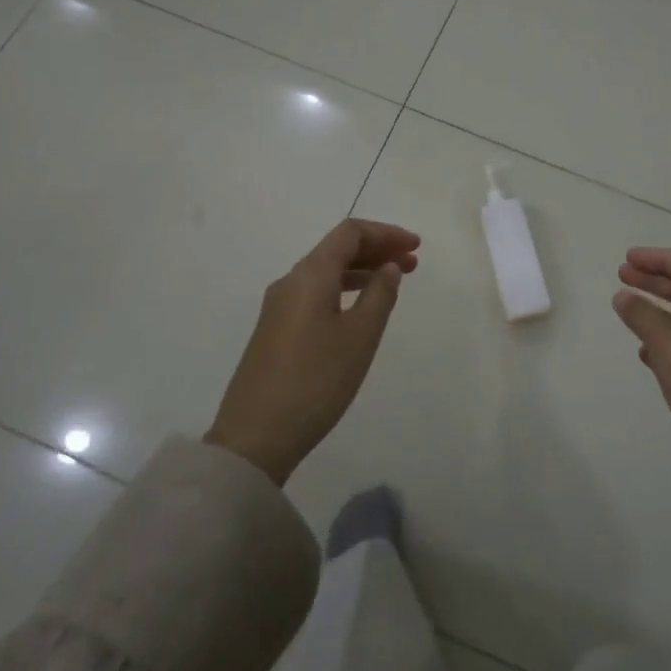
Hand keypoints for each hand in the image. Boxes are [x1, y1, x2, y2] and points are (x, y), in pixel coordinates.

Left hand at [206, 219, 420, 484]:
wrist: (255, 437)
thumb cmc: (316, 381)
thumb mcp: (360, 337)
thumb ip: (380, 295)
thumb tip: (389, 266)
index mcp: (310, 275)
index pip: (350, 233)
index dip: (386, 233)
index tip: (416, 246)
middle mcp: (291, 281)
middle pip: (337, 249)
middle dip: (377, 249)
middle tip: (412, 262)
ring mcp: (279, 307)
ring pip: (326, 272)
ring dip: (362, 270)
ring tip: (393, 283)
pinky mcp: (275, 330)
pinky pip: (316, 293)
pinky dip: (344, 289)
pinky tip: (360, 309)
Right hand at [614, 248, 670, 545]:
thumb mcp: (666, 342)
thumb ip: (641, 314)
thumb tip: (623, 296)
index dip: (660, 258)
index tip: (628, 260)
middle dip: (655, 279)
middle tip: (622, 276)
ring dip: (656, 308)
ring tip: (626, 307)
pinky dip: (660, 339)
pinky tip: (642, 351)